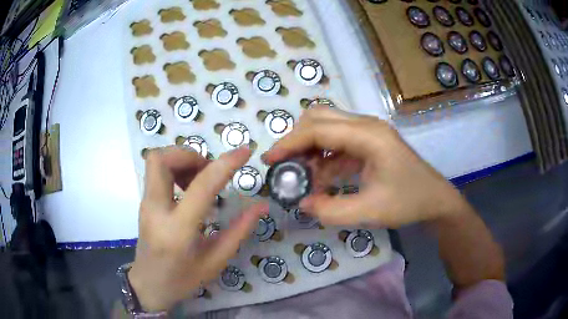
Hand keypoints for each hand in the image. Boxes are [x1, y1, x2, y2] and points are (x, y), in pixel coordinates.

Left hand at [128, 146, 266, 311]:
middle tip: (209, 170)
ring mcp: (145, 204)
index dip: (225, 164)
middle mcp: (156, 211)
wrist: (149, 285)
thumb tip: (261, 205)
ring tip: (200, 179)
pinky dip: (174, 168)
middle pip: (162, 159)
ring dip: (181, 160)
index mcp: (178, 231)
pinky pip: (156, 172)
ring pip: (156, 160)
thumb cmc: (183, 280)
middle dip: (189, 154)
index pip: (201, 187)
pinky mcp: (143, 202)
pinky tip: (187, 188)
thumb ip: (239, 231)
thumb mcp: (215, 262)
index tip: (244, 152)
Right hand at [263, 107, 467, 227]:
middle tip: (285, 166)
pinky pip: (338, 142)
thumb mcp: (369, 211)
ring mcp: (369, 132)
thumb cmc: (408, 203)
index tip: (270, 161)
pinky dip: (323, 158)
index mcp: (369, 136)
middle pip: (320, 118)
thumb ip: (331, 210)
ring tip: (302, 176)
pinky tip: (321, 178)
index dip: (290, 143)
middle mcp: (367, 126)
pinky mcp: (369, 143)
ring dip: (310, 149)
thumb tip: (302, 203)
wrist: (435, 200)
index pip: (319, 129)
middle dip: (296, 140)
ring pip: (327, 127)